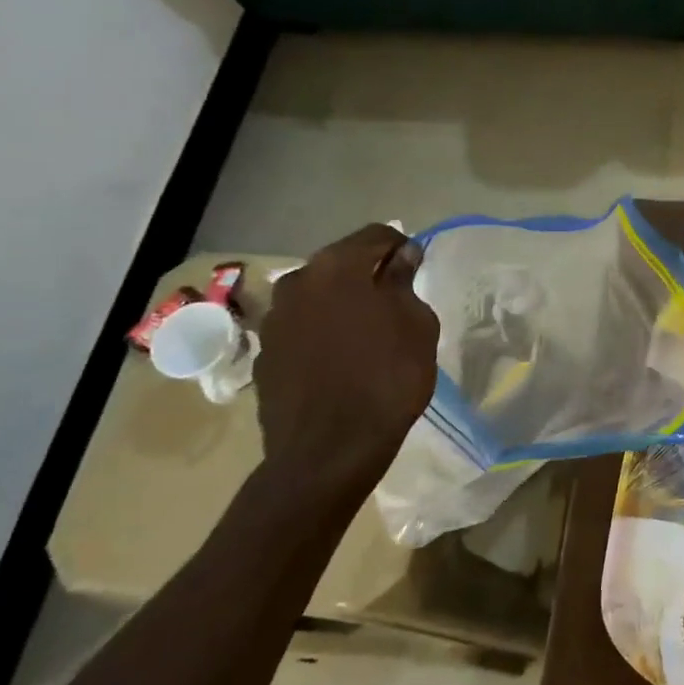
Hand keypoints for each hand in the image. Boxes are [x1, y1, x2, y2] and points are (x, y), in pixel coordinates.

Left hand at [256, 223, 440, 491]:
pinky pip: (303, 328)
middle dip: (369, 275)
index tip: (418, 270)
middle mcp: (297, 281)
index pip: (376, 235)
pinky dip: (323, 332)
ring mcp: (274, 319)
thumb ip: (405, 282)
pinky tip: (342, 360)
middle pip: (341, 263)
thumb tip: (401, 257)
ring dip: (343, 304)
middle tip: (397, 302)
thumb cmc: (387, 377)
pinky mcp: (265, 354)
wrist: (328, 450)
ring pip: (318, 296)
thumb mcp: (416, 324)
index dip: (402, 247)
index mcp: (336, 267)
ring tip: (369, 334)